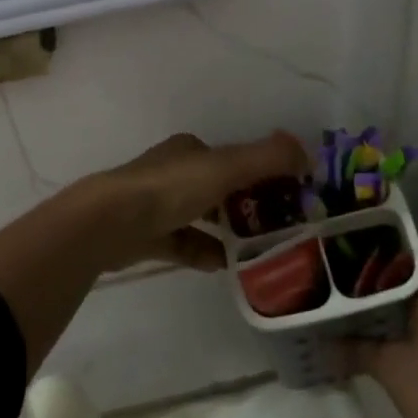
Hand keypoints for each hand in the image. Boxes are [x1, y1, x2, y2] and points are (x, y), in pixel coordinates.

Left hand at [90, 131, 309, 270]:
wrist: (110, 223)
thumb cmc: (170, 188)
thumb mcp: (225, 167)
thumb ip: (267, 159)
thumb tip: (307, 153)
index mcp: (188, 151)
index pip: (230, 158)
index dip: (259, 172)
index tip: (285, 194)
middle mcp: (171, 173)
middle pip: (217, 188)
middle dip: (245, 205)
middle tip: (276, 226)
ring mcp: (154, 206)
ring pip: (200, 217)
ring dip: (225, 231)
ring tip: (256, 250)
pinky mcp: (144, 237)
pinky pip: (182, 244)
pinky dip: (203, 252)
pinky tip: (223, 266)